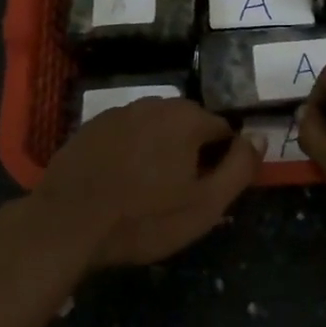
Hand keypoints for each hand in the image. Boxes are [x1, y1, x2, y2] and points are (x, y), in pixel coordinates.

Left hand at [28, 98, 260, 268]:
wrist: (66, 223)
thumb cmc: (143, 218)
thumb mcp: (205, 205)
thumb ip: (240, 168)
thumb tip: (259, 136)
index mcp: (188, 118)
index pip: (224, 131)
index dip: (223, 161)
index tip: (210, 190)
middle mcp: (156, 103)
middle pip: (189, 126)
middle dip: (191, 153)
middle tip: (179, 195)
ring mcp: (119, 112)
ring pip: (156, 129)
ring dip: (160, 151)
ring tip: (148, 191)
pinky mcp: (91, 127)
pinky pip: (126, 135)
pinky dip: (130, 152)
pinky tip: (119, 182)